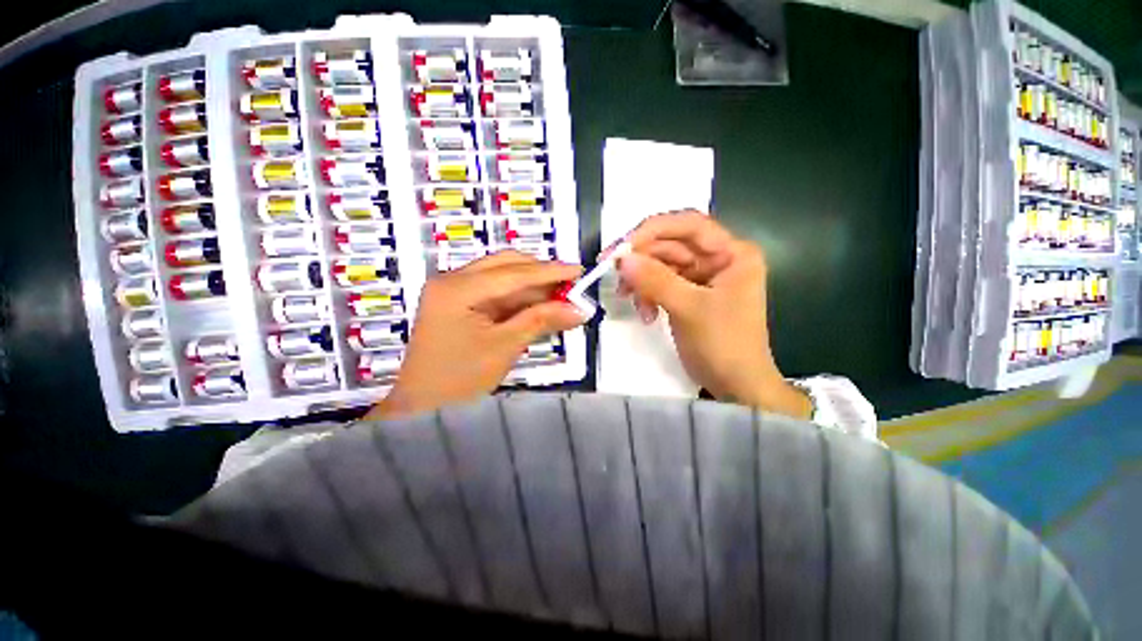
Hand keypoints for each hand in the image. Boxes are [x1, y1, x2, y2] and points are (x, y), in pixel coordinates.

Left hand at [369, 251, 585, 419]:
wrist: (420, 406)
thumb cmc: (459, 379)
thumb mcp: (504, 347)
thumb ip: (541, 321)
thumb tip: (579, 309)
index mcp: (458, 289)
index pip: (513, 272)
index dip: (550, 271)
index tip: (580, 271)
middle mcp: (452, 279)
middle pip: (506, 265)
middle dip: (541, 274)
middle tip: (570, 285)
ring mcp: (453, 289)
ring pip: (501, 276)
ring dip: (532, 285)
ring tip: (560, 296)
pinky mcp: (457, 301)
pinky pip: (494, 291)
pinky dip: (519, 297)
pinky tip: (539, 304)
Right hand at [616, 211, 811, 418]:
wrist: (735, 385)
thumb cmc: (723, 344)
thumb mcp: (689, 309)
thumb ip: (655, 280)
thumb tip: (621, 259)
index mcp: (731, 253)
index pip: (688, 225)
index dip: (652, 230)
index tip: (621, 248)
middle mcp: (717, 258)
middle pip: (670, 245)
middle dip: (640, 260)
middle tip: (612, 273)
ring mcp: (701, 277)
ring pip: (660, 265)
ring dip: (641, 281)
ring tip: (627, 300)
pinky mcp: (688, 294)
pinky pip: (660, 284)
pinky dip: (647, 295)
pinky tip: (645, 314)